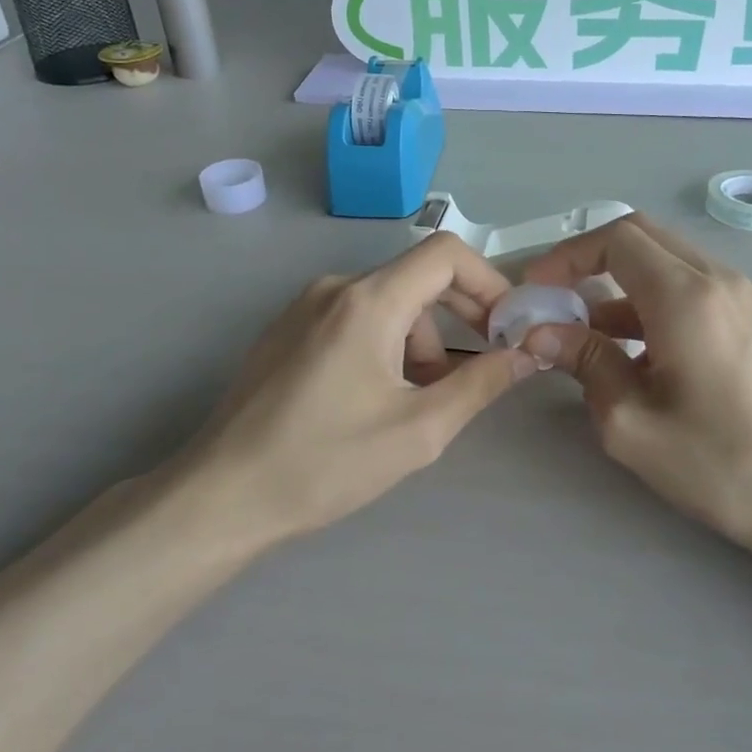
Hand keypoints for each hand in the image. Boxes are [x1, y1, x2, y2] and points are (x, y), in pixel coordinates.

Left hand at [166, 234, 536, 541]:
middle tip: (485, 362)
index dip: (489, 282)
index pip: (446, 254)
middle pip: (418, 276)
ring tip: (424, 397)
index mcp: (368, 301)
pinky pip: (355, 317)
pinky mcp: (288, 331)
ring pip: (388, 301)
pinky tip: (381, 395)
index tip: (508, 327)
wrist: (222, 497)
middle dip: (461, 314)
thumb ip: (482, 384)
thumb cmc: (325, 462)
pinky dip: (387, 342)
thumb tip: (529, 353)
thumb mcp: (419, 429)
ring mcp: (305, 307)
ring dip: (422, 338)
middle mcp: (335, 288)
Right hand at [521, 215, 751, 564]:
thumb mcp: (631, 422)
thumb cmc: (719, 465)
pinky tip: (644, 354)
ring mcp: (749, 295)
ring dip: (625, 286)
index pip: (617, 238)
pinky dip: (658, 301)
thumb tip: (540, 333)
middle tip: (558, 301)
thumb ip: (584, 362)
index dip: (568, 256)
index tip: (538, 290)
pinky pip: (698, 287)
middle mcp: (722, 279)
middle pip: (645, 237)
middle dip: (592, 261)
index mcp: (687, 296)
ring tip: (591, 338)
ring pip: (671, 262)